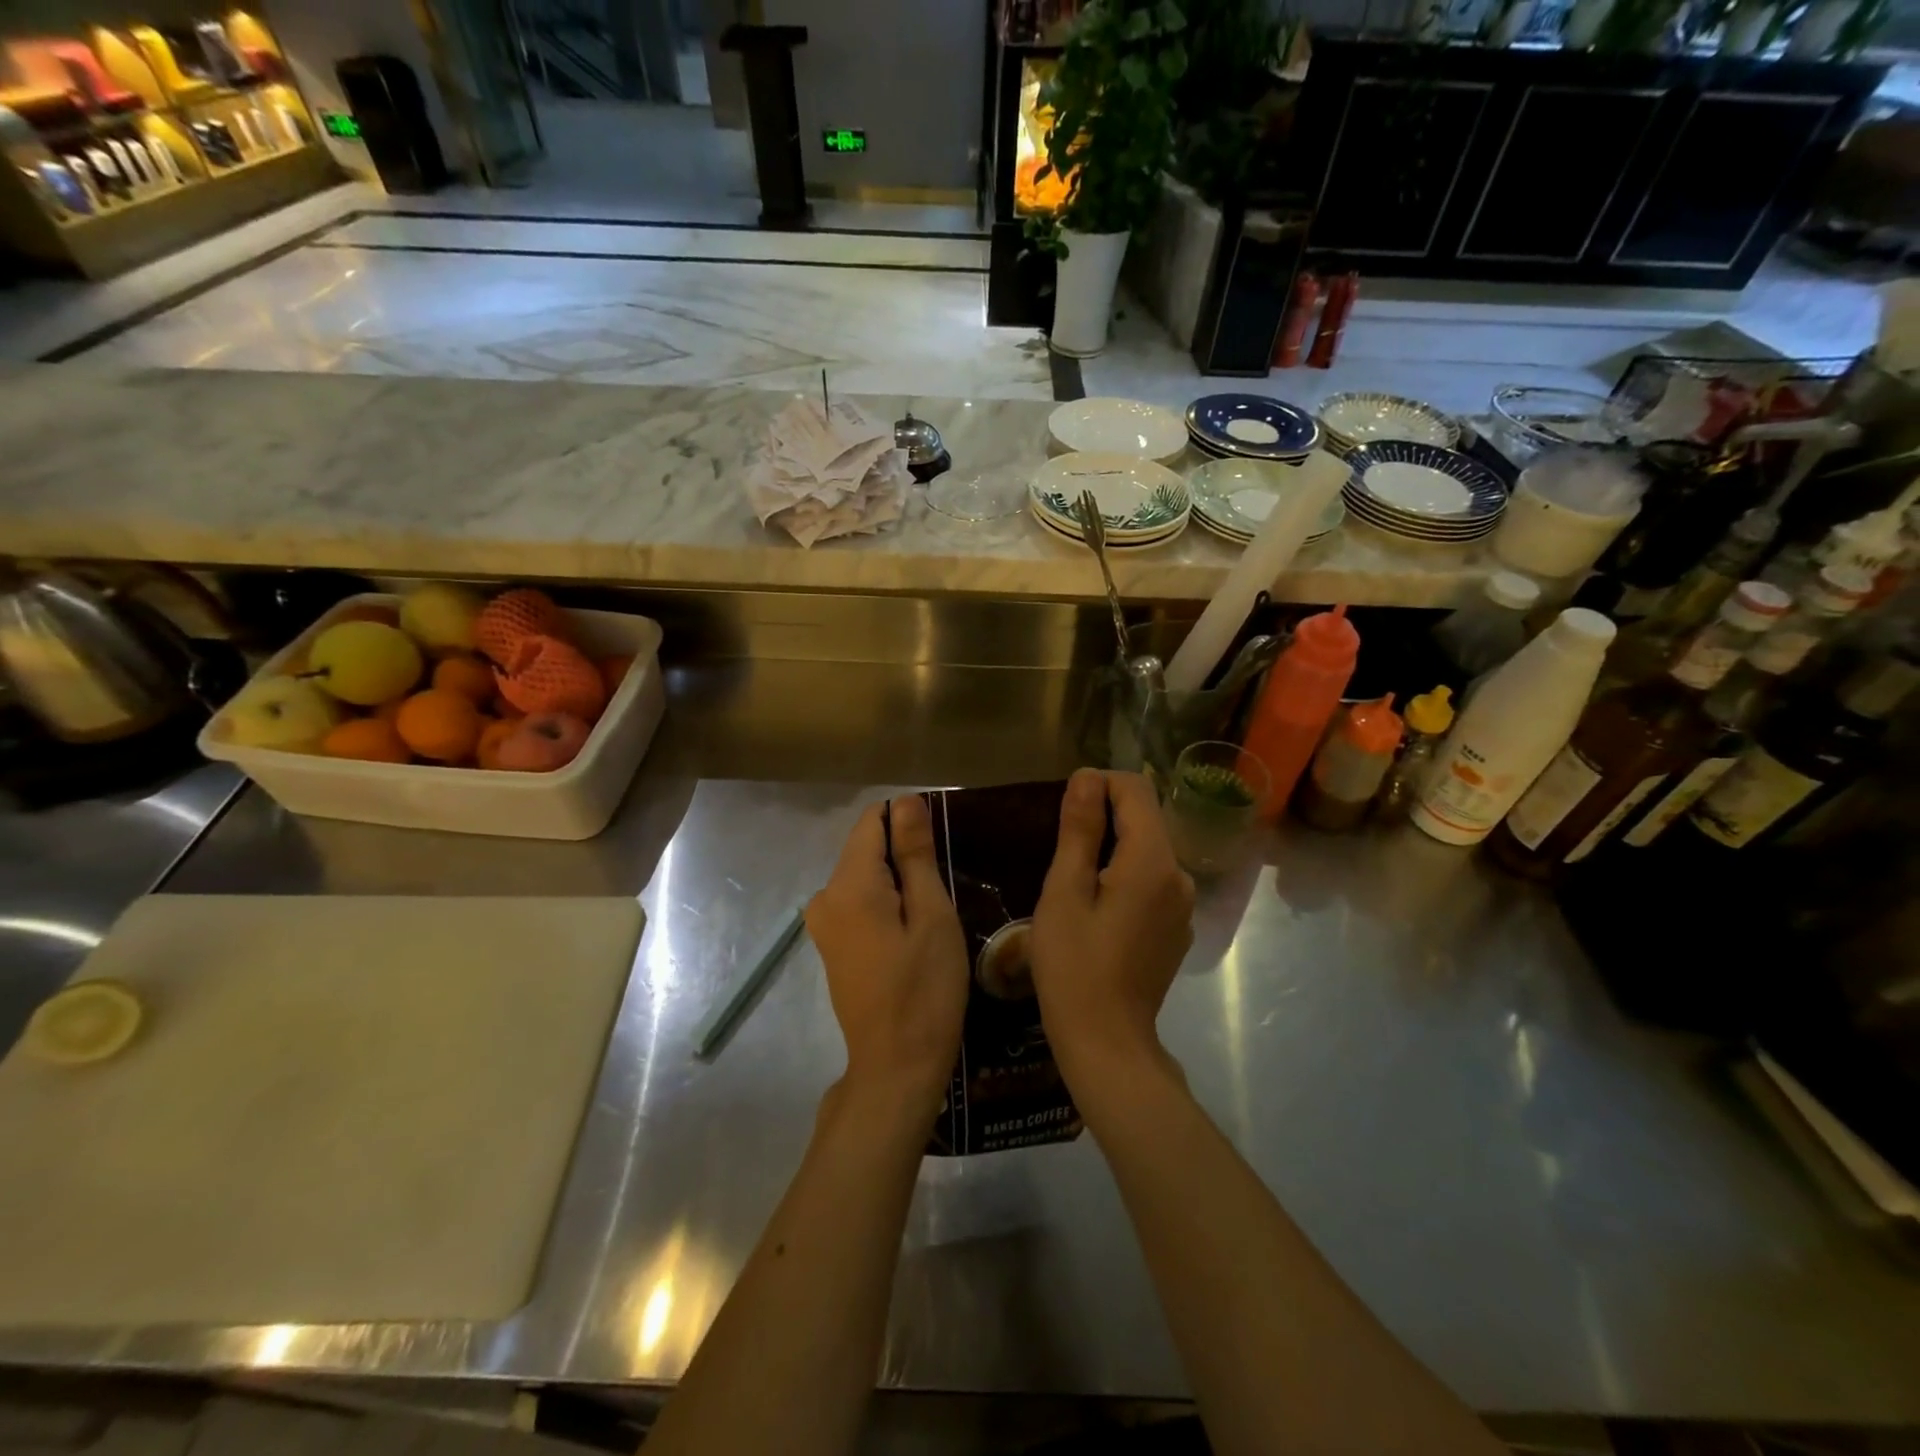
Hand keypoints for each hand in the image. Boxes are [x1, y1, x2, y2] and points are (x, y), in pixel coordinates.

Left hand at [807, 794, 969, 1107]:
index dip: (908, 823)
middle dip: (904, 856)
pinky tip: (912, 934)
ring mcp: (823, 924)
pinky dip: (886, 904)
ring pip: (864, 876)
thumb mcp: (932, 914)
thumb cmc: (924, 988)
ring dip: (898, 882)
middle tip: (944, 891)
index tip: (939, 851)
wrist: (896, 1066)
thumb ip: (914, 853)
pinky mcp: (830, 945)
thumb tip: (905, 801)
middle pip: (866, 849)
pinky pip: (859, 902)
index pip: (872, 821)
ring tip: (933, 915)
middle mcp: (824, 896)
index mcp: (848, 884)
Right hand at [1030, 769, 1195, 1088]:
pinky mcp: (1178, 928)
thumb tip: (1087, 777)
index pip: (1136, 791)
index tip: (1064, 807)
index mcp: (1153, 861)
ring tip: (1074, 879)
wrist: (1107, 1042)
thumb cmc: (1074, 966)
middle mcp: (1179, 875)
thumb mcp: (1064, 892)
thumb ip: (1079, 830)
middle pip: (1145, 819)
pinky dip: (1126, 876)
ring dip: (1113, 848)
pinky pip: (1152, 881)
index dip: (1099, 785)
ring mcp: (1183, 905)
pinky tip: (1098, 908)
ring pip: (1148, 851)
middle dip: (1105, 817)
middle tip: (1061, 847)